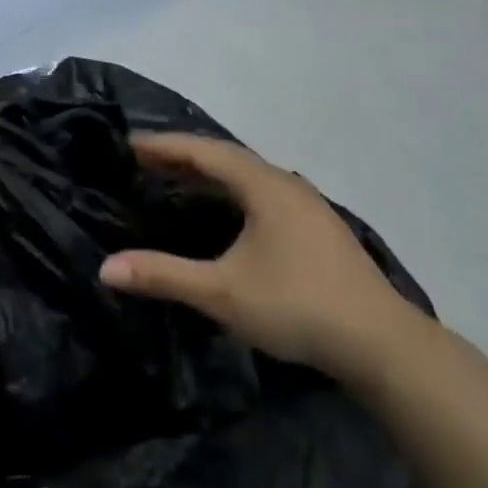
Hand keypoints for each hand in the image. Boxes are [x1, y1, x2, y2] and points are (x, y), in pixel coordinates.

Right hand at [100, 133, 429, 386]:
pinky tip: (226, 212)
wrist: (382, 344)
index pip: (203, 151)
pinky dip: (232, 191)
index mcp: (264, 186)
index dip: (163, 145)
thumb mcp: (221, 292)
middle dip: (183, 155)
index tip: (127, 144)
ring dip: (210, 173)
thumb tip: (106, 268)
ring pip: (248, 175)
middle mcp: (286, 184)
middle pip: (226, 157)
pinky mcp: (318, 228)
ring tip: (176, 179)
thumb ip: (163, 275)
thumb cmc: (297, 306)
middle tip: (143, 161)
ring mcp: (308, 205)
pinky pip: (263, 192)